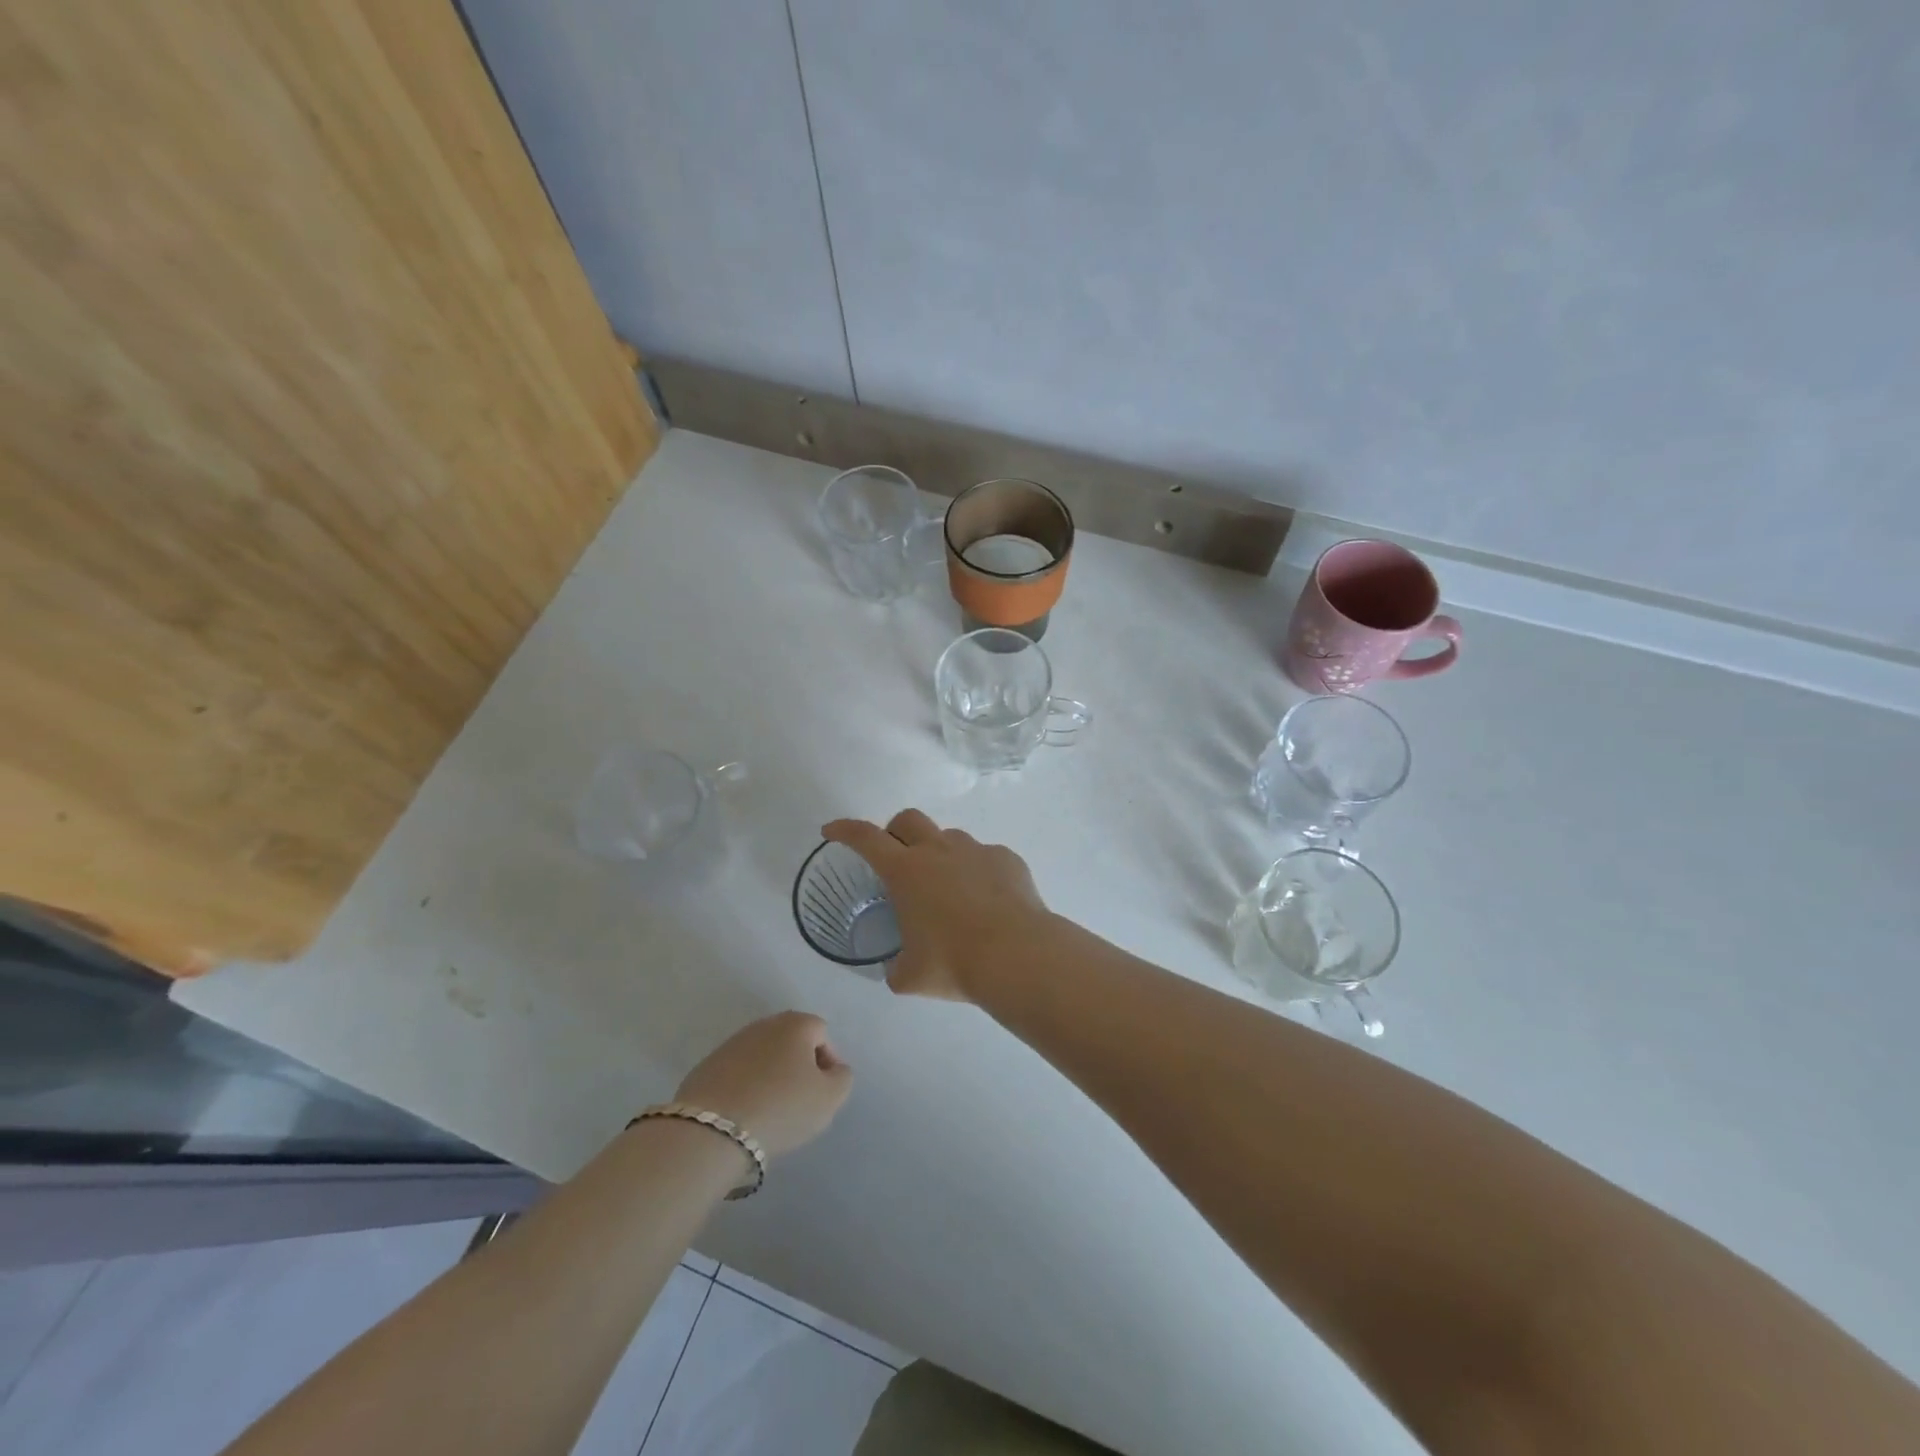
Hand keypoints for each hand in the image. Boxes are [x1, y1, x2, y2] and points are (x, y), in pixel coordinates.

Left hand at [675, 1011, 851, 1157]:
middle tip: (799, 1101)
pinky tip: (744, 1114)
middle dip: (798, 1067)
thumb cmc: (782, 1107)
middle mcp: (764, 1024)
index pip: (822, 1034)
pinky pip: (737, 1074)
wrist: (712, 1130)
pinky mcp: (706, 1066)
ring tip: (770, 1111)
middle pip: (791, 1042)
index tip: (822, 1093)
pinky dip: (745, 1088)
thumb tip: (833, 1069)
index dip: (828, 1063)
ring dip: (771, 1076)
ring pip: (763, 1057)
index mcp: (796, 1024)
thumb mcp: (830, 1098)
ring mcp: (731, 1044)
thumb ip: (842, 1078)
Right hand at [822, 810, 1050, 1001]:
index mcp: (906, 871)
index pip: (865, 838)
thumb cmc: (955, 963)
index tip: (832, 830)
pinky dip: (977, 871)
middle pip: (908, 819)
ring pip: (949, 836)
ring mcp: (976, 850)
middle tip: (896, 859)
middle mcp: (939, 850)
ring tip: (947, 888)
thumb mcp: (911, 976)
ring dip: (939, 853)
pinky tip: (986, 900)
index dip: (845, 830)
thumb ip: (897, 968)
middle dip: (895, 831)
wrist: (1018, 954)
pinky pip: (984, 856)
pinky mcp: (1006, 859)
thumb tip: (899, 970)